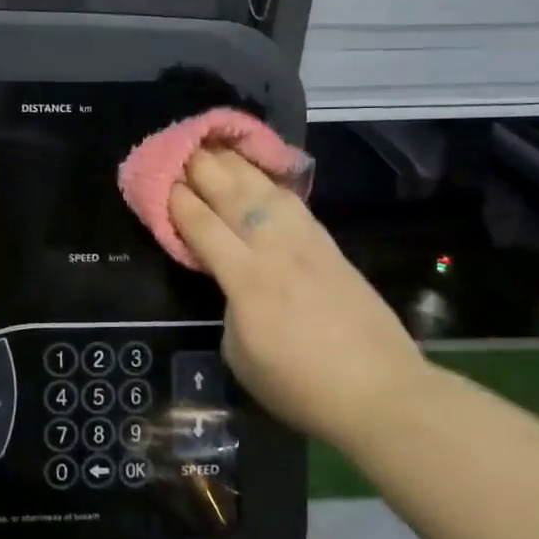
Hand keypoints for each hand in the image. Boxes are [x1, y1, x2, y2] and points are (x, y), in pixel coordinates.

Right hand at [169, 149, 425, 435]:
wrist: (379, 391)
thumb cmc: (300, 385)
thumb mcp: (239, 355)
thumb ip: (229, 308)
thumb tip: (232, 287)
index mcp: (246, 278)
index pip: (202, 225)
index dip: (177, 201)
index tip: (159, 182)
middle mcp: (274, 248)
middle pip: (232, 194)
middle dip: (202, 168)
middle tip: (179, 150)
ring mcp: (306, 242)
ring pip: (265, 189)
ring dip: (236, 164)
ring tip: (215, 147)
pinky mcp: (329, 245)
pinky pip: (292, 202)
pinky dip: (269, 182)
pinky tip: (259, 175)